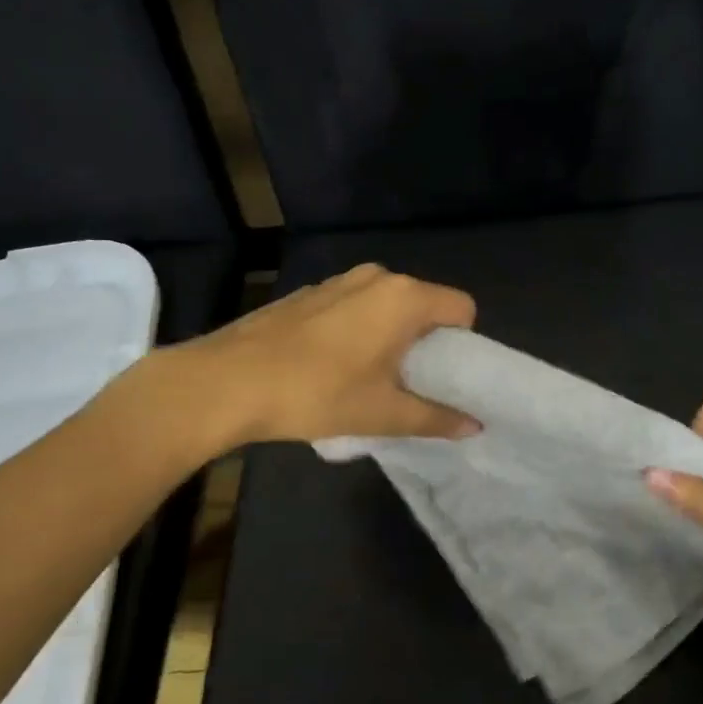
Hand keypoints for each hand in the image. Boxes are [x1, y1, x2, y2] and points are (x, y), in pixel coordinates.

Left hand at [185, 264, 480, 445]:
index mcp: (403, 298)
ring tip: (367, 377)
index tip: (443, 375)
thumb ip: (436, 417)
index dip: (462, 342)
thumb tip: (475, 426)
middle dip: (424, 341)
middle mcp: (376, 277)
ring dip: (389, 335)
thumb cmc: (317, 394)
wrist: (227, 381)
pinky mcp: (308, 293)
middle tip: (408, 382)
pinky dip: (357, 330)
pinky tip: (329, 365)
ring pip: (385, 305)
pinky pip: (353, 306)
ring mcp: (337, 281)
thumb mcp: (383, 413)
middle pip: (423, 304)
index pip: (461, 307)